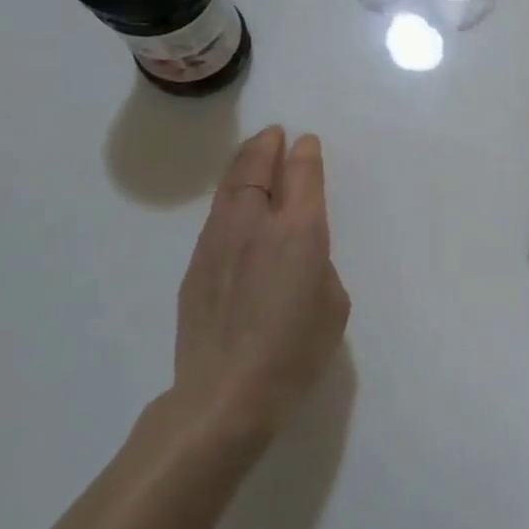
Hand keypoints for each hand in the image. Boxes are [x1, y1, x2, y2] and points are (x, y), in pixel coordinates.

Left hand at [173, 126, 350, 444]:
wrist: (226, 393)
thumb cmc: (295, 351)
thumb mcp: (332, 305)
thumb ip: (318, 266)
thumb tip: (299, 256)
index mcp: (299, 231)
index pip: (302, 175)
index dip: (306, 154)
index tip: (307, 142)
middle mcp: (256, 225)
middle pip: (257, 168)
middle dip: (267, 146)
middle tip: (274, 134)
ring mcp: (219, 243)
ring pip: (229, 188)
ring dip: (242, 165)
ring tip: (251, 154)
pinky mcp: (195, 266)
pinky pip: (215, 217)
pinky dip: (229, 198)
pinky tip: (233, 204)